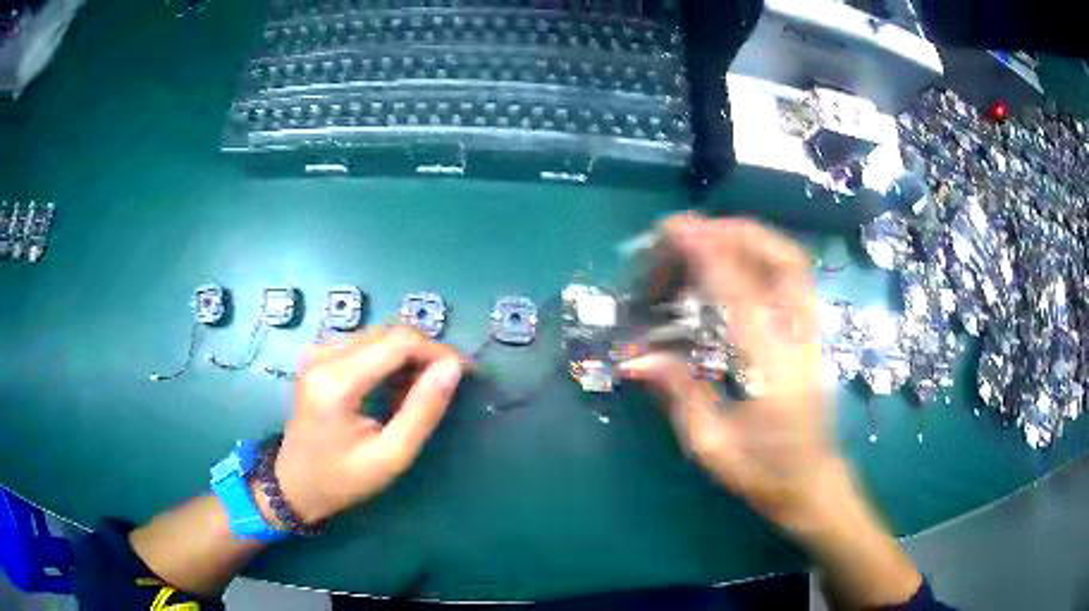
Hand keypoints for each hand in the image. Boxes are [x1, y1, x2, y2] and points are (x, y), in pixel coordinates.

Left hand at [271, 326, 465, 524]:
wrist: (294, 483)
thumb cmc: (343, 479)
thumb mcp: (390, 456)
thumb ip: (422, 411)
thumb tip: (453, 368)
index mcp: (337, 381)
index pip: (399, 343)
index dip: (437, 351)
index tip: (465, 372)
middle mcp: (324, 355)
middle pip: (390, 334)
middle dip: (425, 354)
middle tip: (447, 385)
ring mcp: (318, 351)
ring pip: (380, 336)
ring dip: (408, 357)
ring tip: (420, 393)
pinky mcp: (319, 355)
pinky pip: (365, 343)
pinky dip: (389, 359)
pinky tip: (394, 388)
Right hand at [622, 216, 922, 607]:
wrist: (811, 482)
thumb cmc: (763, 472)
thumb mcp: (712, 446)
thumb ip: (678, 393)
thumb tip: (635, 356)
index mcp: (774, 373)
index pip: (744, 299)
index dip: (710, 258)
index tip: (679, 231)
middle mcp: (801, 342)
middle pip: (785, 264)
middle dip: (737, 234)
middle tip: (692, 230)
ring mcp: (813, 334)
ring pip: (796, 264)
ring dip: (753, 239)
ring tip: (712, 237)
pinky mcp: (814, 333)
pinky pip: (795, 278)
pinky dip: (766, 255)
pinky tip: (738, 261)